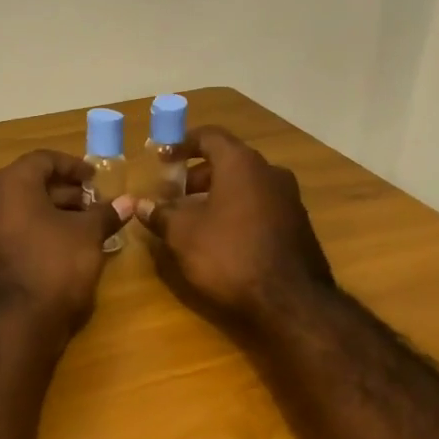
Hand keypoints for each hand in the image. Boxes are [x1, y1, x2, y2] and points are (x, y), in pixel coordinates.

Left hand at [0, 150, 133, 332]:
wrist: (17, 324)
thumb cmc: (54, 266)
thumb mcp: (88, 235)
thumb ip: (106, 213)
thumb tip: (128, 202)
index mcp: (11, 185)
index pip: (43, 160)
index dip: (73, 165)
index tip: (97, 178)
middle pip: (31, 183)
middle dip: (66, 191)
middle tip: (96, 203)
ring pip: (23, 209)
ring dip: (55, 211)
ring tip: (88, 225)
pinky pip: (15, 230)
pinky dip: (40, 230)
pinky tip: (68, 245)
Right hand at [136, 126, 336, 333]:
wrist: (291, 302)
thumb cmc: (229, 255)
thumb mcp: (183, 235)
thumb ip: (160, 214)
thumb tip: (141, 204)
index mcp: (241, 164)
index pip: (209, 136)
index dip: (182, 144)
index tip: (162, 158)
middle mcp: (270, 172)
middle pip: (228, 161)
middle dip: (196, 175)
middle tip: (172, 194)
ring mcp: (289, 199)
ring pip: (244, 185)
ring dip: (216, 195)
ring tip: (191, 219)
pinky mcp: (297, 225)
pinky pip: (259, 206)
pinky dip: (236, 211)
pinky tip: (220, 238)